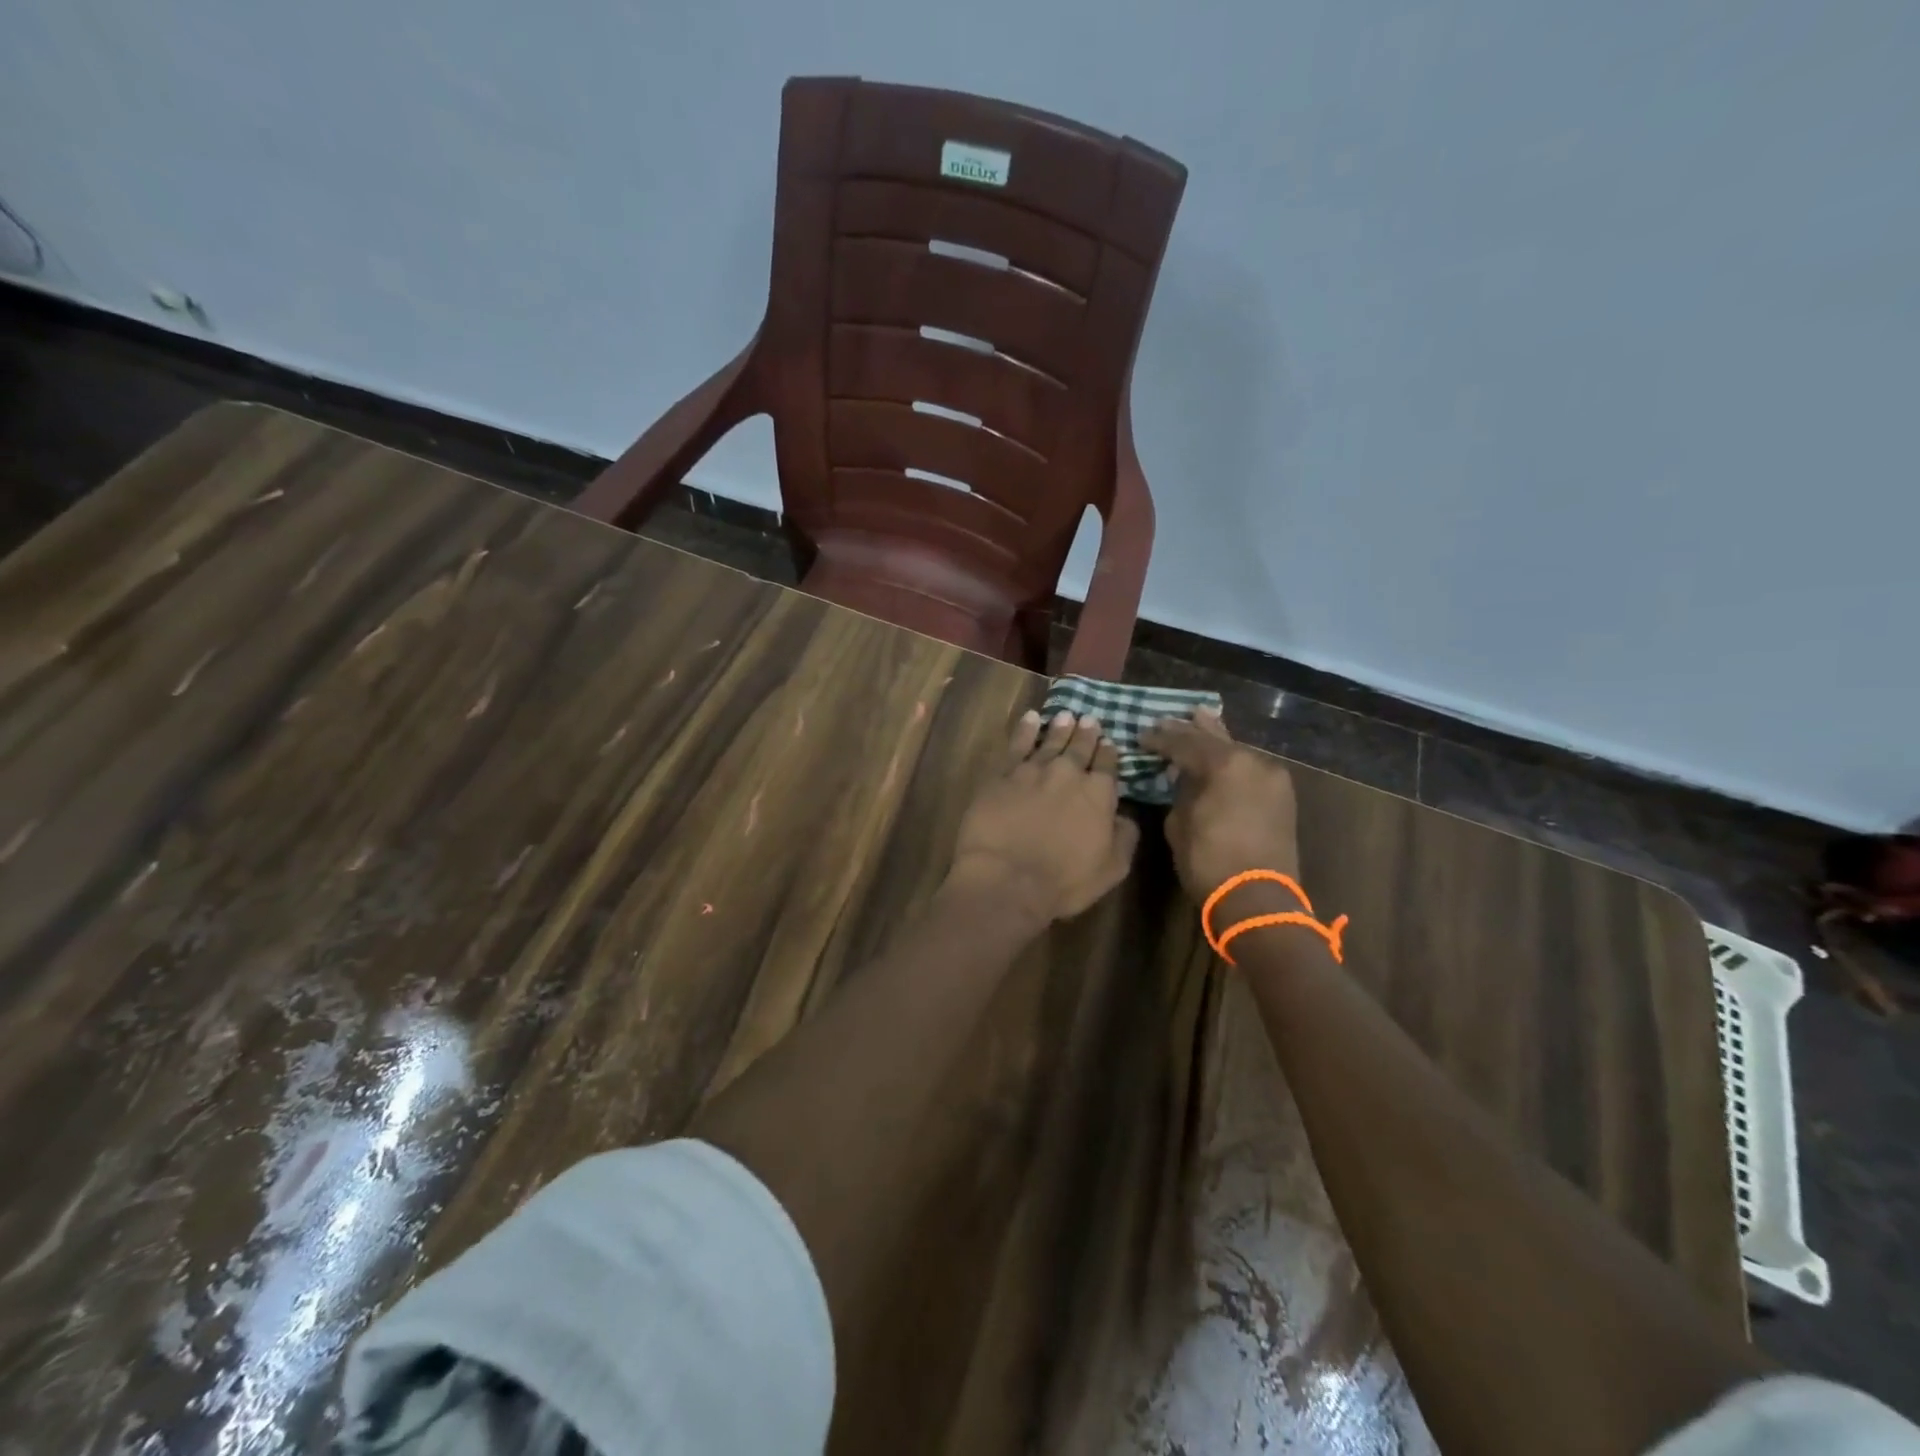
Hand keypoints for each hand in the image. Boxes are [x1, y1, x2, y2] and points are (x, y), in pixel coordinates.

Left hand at [948, 709, 1139, 927]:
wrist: (1007, 878)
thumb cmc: (1063, 882)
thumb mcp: (1112, 868)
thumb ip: (1124, 837)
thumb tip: (1126, 816)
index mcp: (1099, 794)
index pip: (1108, 765)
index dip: (1109, 753)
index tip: (1109, 742)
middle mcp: (1069, 774)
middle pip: (1080, 747)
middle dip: (1087, 733)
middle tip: (1089, 719)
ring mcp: (1033, 770)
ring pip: (1051, 741)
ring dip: (1060, 728)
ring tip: (1066, 715)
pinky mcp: (1003, 774)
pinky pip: (1017, 744)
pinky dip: (1026, 729)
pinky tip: (1030, 719)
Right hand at [1140, 707, 1300, 899]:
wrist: (1259, 901)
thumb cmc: (1209, 861)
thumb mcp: (1179, 823)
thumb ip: (1181, 791)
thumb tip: (1184, 779)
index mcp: (1225, 765)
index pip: (1185, 743)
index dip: (1160, 739)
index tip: (1142, 735)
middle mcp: (1253, 762)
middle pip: (1215, 739)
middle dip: (1190, 730)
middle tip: (1168, 719)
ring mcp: (1272, 778)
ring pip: (1237, 751)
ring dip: (1216, 740)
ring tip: (1200, 719)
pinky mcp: (1282, 797)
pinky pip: (1250, 768)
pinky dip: (1232, 761)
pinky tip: (1221, 755)